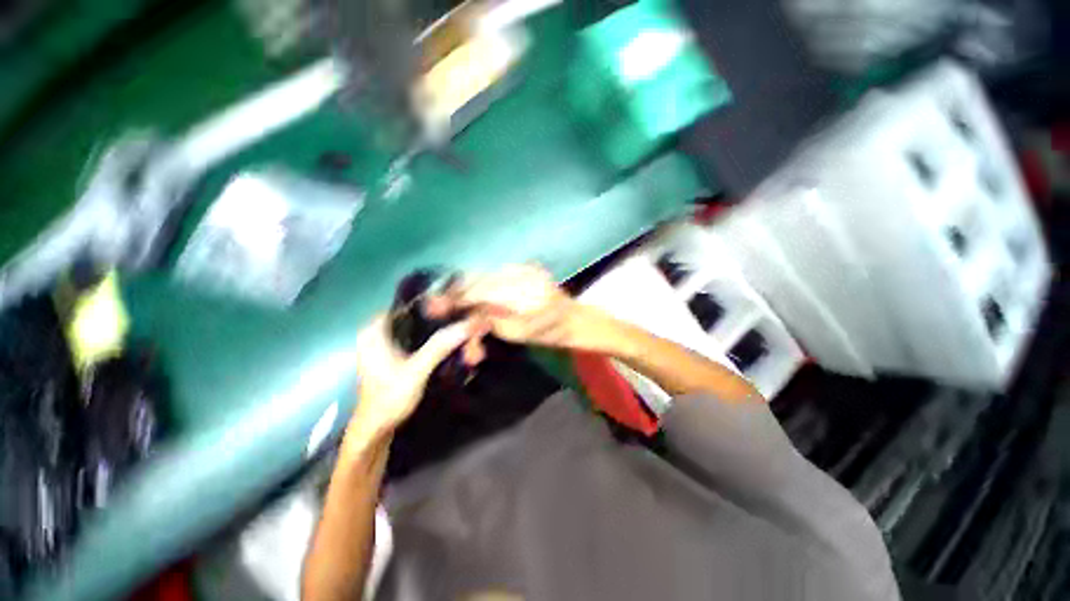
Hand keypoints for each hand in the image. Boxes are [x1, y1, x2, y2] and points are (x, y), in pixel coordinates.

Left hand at [345, 314, 472, 447]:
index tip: (461, 311)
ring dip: (445, 336)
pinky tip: (455, 351)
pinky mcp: (398, 355)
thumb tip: (468, 324)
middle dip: (446, 324)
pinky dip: (439, 345)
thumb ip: (440, 346)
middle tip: (469, 330)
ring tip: (467, 342)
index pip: (412, 304)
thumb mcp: (416, 371)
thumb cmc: (388, 400)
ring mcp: (390, 344)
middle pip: (421, 318)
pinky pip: (423, 342)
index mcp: (376, 329)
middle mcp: (382, 331)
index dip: (438, 305)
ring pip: (424, 330)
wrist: (376, 431)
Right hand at [440, 264, 615, 352]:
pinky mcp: (524, 269)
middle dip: (458, 294)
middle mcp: (519, 271)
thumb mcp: (517, 332)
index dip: (455, 298)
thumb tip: (465, 315)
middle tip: (441, 308)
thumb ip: (489, 321)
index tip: (434, 306)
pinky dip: (485, 288)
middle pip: (478, 279)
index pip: (478, 290)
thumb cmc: (550, 331)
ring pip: (485, 277)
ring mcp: (522, 268)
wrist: (575, 319)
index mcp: (519, 289)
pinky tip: (480, 302)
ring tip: (463, 308)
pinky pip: (496, 276)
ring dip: (471, 293)